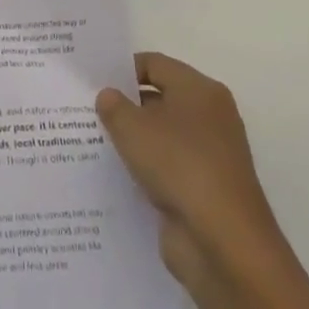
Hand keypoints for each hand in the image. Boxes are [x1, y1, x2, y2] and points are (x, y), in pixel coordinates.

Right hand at [97, 52, 290, 295]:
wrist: (223, 243)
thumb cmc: (179, 165)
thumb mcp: (133, 128)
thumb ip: (114, 106)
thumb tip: (108, 96)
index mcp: (200, 90)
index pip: (155, 64)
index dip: (122, 69)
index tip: (91, 79)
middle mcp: (209, 118)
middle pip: (159, 100)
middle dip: (125, 105)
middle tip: (85, 109)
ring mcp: (208, 157)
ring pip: (161, 138)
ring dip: (132, 141)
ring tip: (90, 141)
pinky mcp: (202, 191)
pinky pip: (165, 170)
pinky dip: (143, 171)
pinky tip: (113, 176)